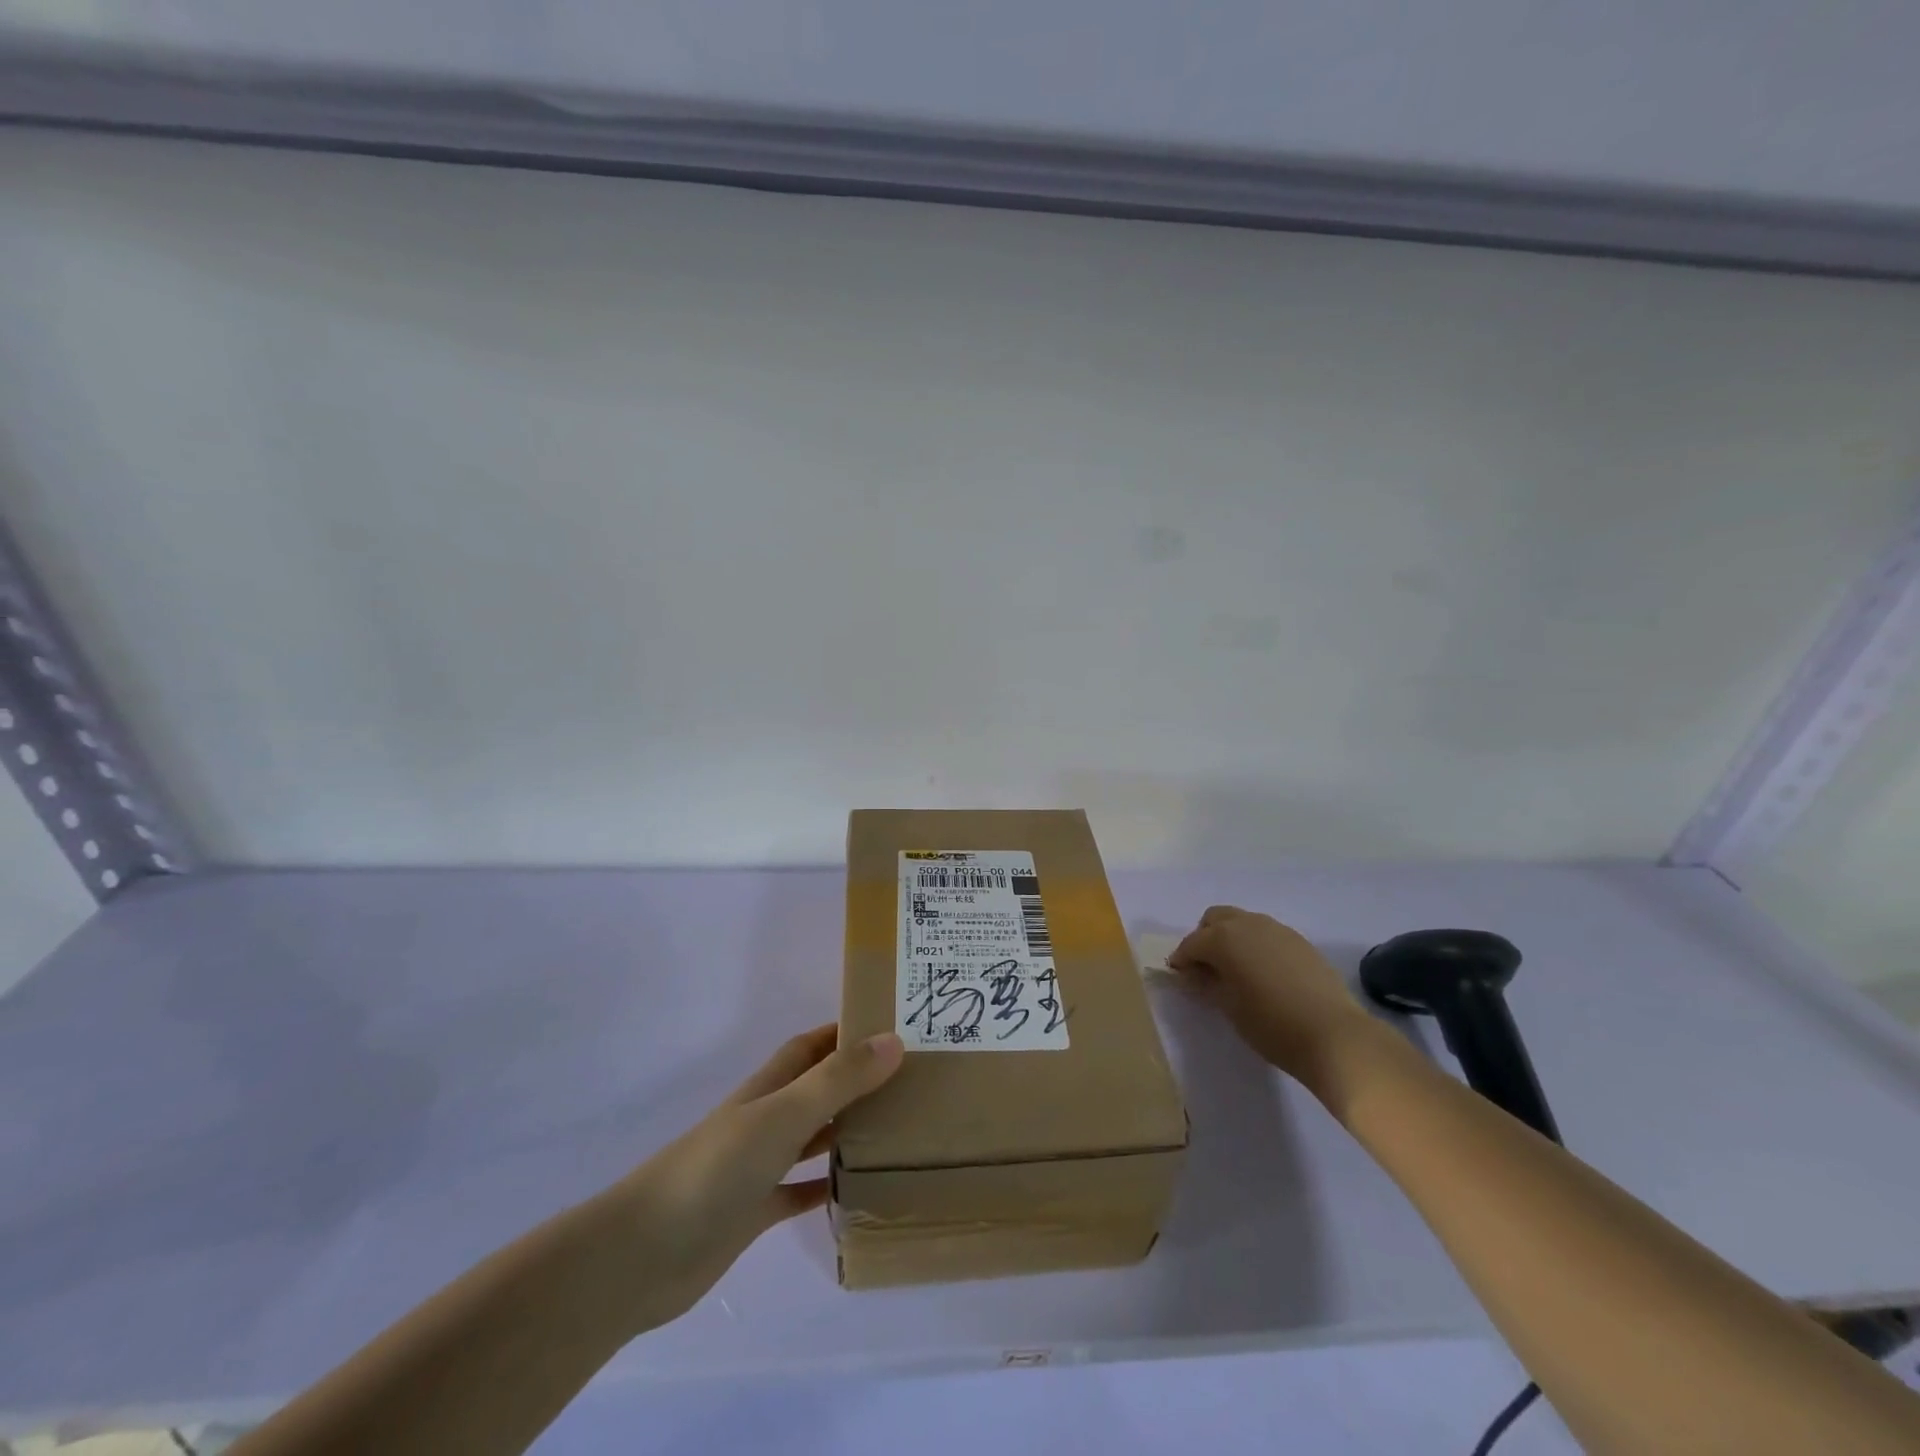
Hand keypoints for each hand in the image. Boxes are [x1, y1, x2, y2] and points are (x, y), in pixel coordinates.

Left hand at [606, 1024, 903, 1328]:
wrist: (644, 1253)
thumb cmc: (716, 1169)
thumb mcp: (783, 1116)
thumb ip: (838, 1080)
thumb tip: (894, 1040)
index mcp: (770, 1087)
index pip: (813, 1045)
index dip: (846, 1031)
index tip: (892, 1026)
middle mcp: (766, 1118)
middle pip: (817, 1088)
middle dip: (856, 1079)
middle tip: (909, 1080)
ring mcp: (758, 1165)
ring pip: (812, 1137)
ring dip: (847, 1130)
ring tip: (898, 1128)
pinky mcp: (754, 1211)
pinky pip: (799, 1191)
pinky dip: (826, 1187)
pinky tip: (858, 1190)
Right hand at [1168, 905, 1372, 1084]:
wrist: (1334, 1036)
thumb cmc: (1271, 1024)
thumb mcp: (1228, 1007)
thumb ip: (1206, 984)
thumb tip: (1195, 973)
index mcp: (1224, 938)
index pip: (1192, 943)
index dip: (1181, 959)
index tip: (1178, 975)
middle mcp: (1248, 924)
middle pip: (1215, 919)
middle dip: (1204, 938)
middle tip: (1205, 967)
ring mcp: (1278, 930)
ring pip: (1243, 922)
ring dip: (1231, 938)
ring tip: (1235, 970)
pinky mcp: (1300, 942)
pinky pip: (1267, 934)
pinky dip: (1256, 945)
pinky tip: (1263, 973)